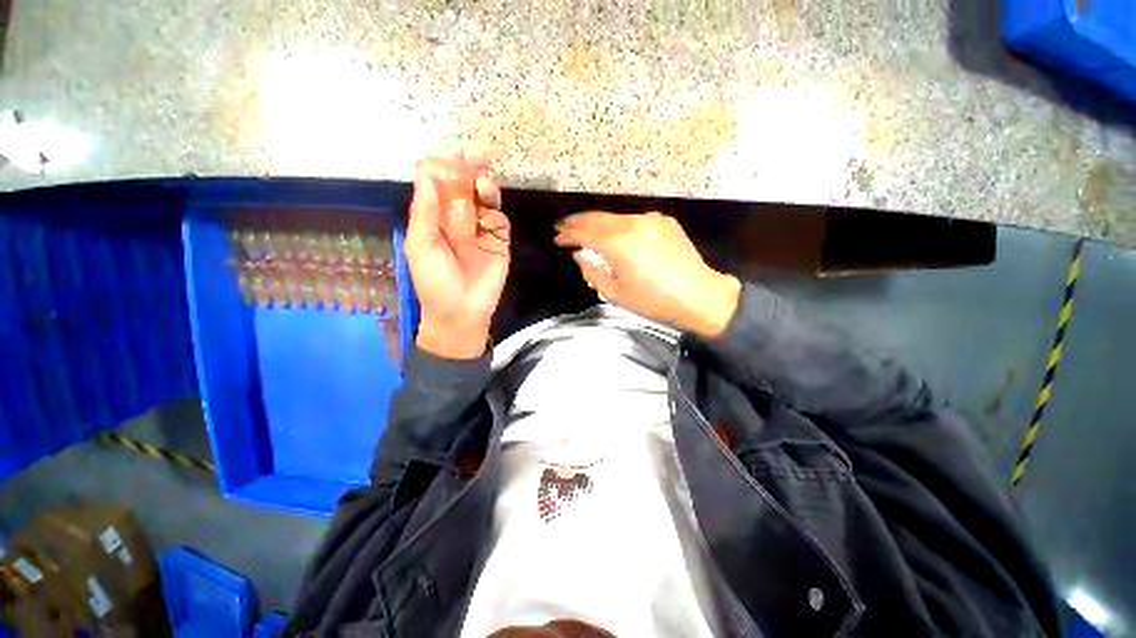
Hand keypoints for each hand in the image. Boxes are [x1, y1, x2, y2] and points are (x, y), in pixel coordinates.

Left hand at [406, 153, 509, 358]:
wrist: (461, 311)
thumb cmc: (434, 281)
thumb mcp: (421, 246)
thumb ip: (425, 213)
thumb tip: (426, 176)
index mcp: (434, 218)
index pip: (438, 185)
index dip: (443, 170)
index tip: (449, 160)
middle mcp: (458, 219)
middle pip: (465, 188)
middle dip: (470, 170)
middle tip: (479, 155)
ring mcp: (481, 230)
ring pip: (485, 201)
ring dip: (486, 188)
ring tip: (484, 184)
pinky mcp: (500, 242)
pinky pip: (500, 221)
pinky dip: (496, 214)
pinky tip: (490, 218)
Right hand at [554, 211, 740, 338]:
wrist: (699, 295)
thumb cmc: (653, 300)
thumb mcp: (615, 293)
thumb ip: (592, 271)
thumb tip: (580, 256)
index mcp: (617, 243)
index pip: (584, 232)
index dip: (567, 234)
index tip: (556, 238)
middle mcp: (631, 223)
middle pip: (597, 217)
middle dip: (578, 222)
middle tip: (563, 227)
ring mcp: (649, 219)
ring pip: (615, 217)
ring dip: (598, 223)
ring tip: (587, 229)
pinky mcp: (663, 221)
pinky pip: (634, 221)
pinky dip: (620, 226)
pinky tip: (618, 236)